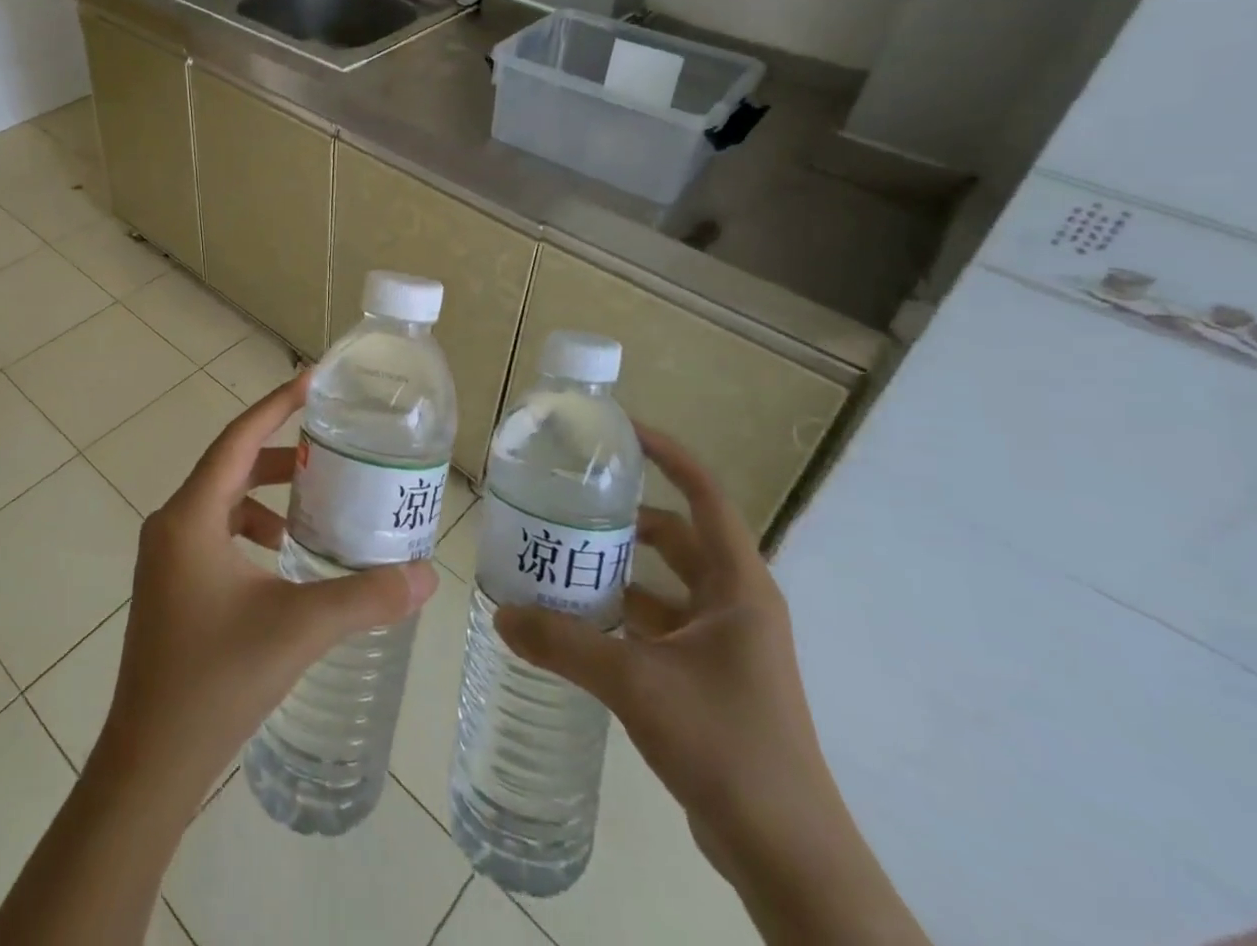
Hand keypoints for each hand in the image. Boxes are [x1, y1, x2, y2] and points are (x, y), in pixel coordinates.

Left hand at [90, 370, 438, 813]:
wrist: (149, 762)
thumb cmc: (216, 681)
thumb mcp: (298, 629)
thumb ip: (365, 597)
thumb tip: (427, 575)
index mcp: (191, 517)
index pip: (238, 438)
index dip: (277, 405)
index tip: (314, 381)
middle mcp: (171, 524)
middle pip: (230, 466)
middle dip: (280, 455)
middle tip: (330, 449)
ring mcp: (165, 556)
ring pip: (222, 501)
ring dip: (266, 496)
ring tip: (314, 508)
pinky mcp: (169, 583)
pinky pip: (214, 532)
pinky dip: (250, 529)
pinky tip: (283, 559)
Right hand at [493, 425, 844, 886]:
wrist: (786, 855)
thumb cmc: (726, 745)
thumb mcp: (635, 684)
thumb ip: (565, 645)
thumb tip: (500, 614)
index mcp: (737, 586)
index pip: (704, 494)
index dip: (667, 455)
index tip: (619, 432)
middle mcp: (734, 604)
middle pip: (677, 536)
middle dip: (626, 516)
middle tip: (568, 501)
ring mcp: (724, 643)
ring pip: (664, 583)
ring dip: (619, 569)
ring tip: (560, 556)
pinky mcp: (710, 677)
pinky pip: (659, 624)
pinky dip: (622, 614)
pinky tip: (578, 621)